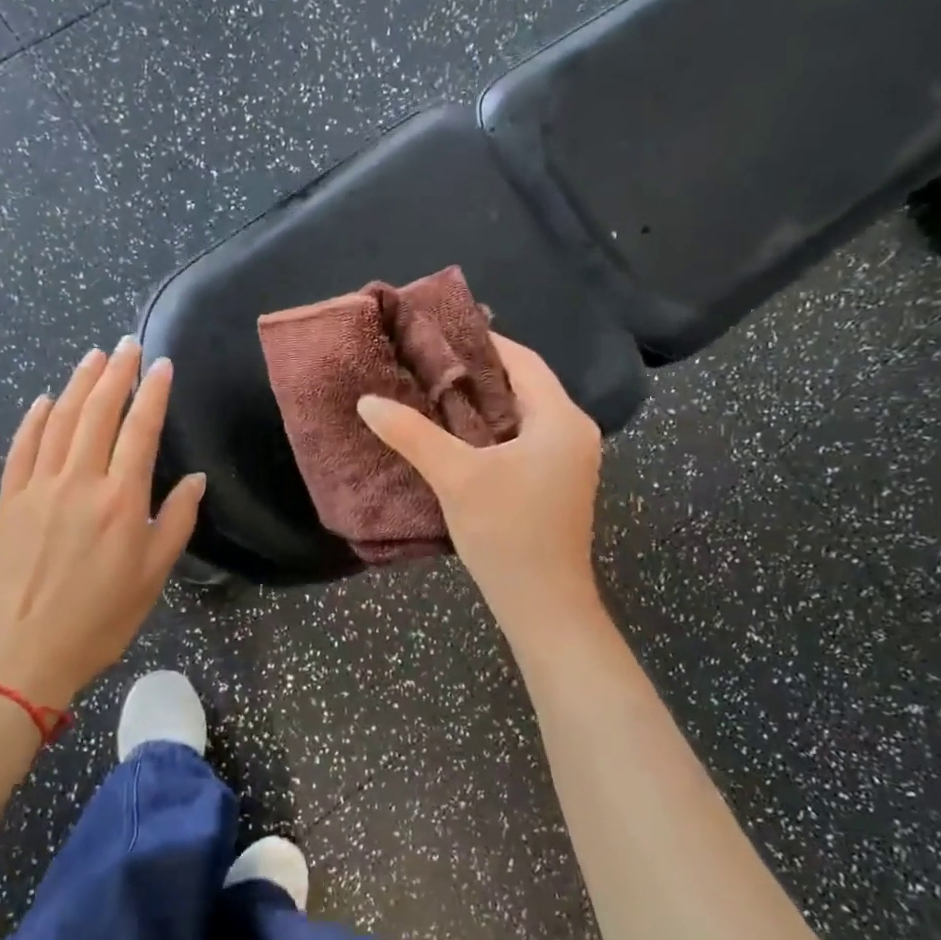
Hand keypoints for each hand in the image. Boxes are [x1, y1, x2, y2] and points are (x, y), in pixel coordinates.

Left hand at [0, 339, 204, 708]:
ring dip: (77, 384)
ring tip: (93, 357)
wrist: (23, 653)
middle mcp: (79, 482)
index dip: (153, 392)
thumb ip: (176, 521)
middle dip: (116, 374)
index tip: (162, 364)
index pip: (140, 430)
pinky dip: (33, 419)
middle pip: (98, 413)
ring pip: (59, 421)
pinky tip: (43, 400)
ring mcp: (38, 487)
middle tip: (128, 345)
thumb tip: (196, 479)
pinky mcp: (8, 500)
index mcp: (121, 499)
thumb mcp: (153, 575)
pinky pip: (21, 448)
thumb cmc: (100, 618)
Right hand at [358, 333, 602, 626]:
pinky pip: (523, 438)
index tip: (438, 333)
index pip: (521, 361)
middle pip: (523, 384)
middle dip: (476, 373)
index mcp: (561, 419)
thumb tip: (367, 401)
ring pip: (522, 413)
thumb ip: (411, 434)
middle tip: (427, 362)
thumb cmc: (507, 533)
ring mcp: (568, 459)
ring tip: (433, 393)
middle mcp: (573, 431)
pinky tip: (456, 434)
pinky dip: (491, 429)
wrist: (544, 606)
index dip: (482, 342)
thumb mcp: (455, 477)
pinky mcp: (556, 482)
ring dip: (482, 403)